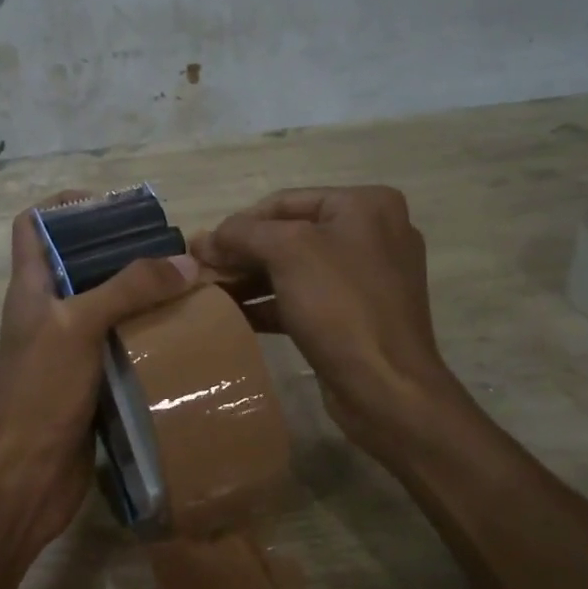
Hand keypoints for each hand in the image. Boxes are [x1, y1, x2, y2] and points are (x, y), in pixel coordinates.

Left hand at [0, 192, 198, 556]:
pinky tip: (185, 335)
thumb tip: (186, 263)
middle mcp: (50, 312)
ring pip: (107, 306)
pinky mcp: (92, 382)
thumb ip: (128, 289)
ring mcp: (70, 349)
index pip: (32, 225)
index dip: (64, 205)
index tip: (112, 205)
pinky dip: (149, 336)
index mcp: (32, 287)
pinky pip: (123, 346)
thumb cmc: (39, 392)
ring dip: (142, 295)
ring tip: (189, 287)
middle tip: (172, 249)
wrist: (23, 478)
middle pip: (81, 263)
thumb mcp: (79, 327)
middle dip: (122, 249)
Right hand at [192, 186, 465, 462]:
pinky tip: (234, 315)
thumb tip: (204, 239)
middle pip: (290, 234)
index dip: (239, 222)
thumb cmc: (340, 305)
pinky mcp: (357, 316)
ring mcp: (366, 278)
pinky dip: (270, 304)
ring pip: (295, 269)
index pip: (286, 201)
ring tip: (210, 293)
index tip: (202, 247)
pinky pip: (305, 299)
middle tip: (201, 270)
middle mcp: (372, 234)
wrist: (386, 387)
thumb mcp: (287, 252)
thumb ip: (242, 234)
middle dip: (243, 253)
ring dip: (250, 279)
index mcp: (366, 206)